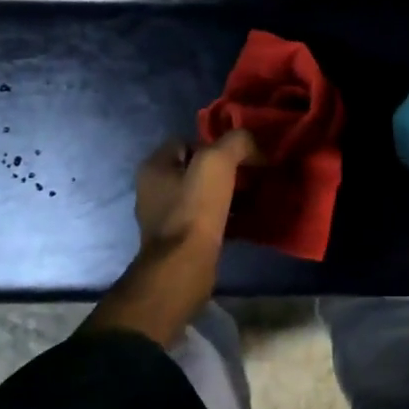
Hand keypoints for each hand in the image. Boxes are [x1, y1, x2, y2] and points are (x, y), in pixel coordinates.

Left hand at [82, 131, 257, 346]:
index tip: (240, 153)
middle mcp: (154, 189)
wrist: (184, 267)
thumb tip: (253, 145)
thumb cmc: (194, 209)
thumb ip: (236, 142)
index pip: (186, 140)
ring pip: (202, 194)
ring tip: (253, 196)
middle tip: (251, 173)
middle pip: (196, 168)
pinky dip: (225, 216)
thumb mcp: (217, 161)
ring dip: (226, 193)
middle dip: (224, 169)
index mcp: (154, 166)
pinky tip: (245, 219)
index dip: (214, 142)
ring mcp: (165, 217)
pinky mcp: (180, 240)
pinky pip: (206, 218)